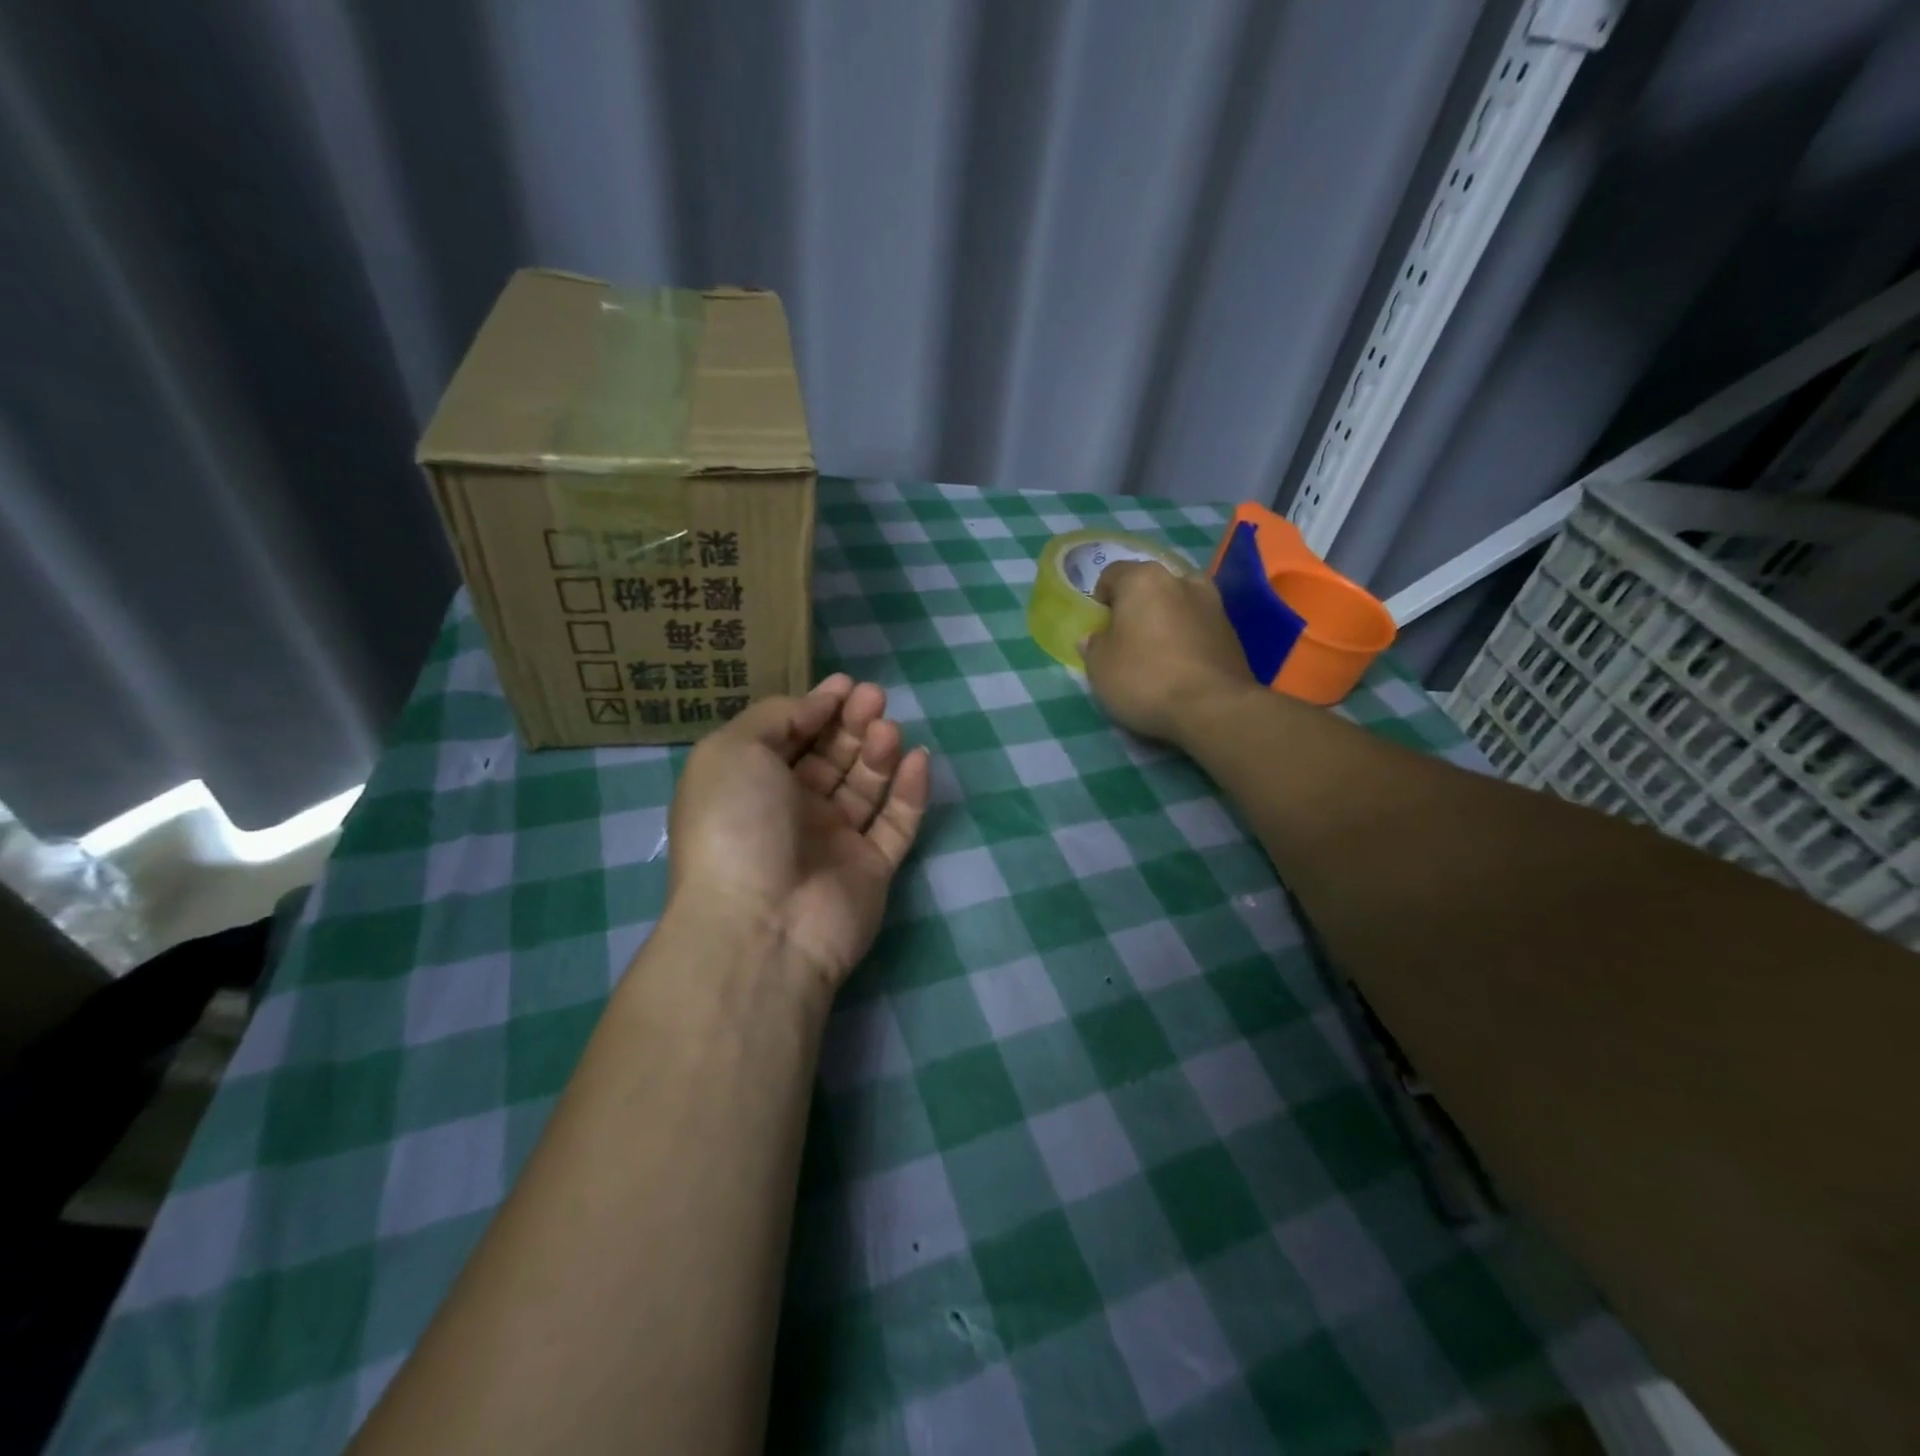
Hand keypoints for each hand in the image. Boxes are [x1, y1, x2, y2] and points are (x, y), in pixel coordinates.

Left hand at [665, 674, 930, 991]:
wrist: (761, 924)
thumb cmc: (736, 824)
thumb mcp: (732, 750)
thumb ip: (776, 716)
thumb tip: (818, 704)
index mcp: (752, 785)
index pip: (789, 737)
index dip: (817, 707)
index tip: (845, 684)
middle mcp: (792, 812)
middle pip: (830, 757)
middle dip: (852, 723)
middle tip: (874, 698)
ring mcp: (834, 842)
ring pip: (865, 786)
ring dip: (878, 752)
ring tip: (888, 729)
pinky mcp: (872, 868)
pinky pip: (896, 823)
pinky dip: (910, 792)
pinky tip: (918, 759)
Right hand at [1080, 560, 1259, 745]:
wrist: (1213, 708)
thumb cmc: (1145, 679)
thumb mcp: (1099, 667)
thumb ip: (1094, 646)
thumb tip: (1096, 638)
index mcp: (1143, 579)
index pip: (1112, 574)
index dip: (1100, 599)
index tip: (1099, 627)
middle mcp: (1181, 580)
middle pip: (1150, 586)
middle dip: (1137, 606)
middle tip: (1127, 638)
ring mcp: (1213, 604)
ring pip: (1179, 603)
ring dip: (1166, 619)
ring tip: (1157, 651)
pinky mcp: (1232, 632)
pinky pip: (1199, 626)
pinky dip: (1187, 637)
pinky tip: (1181, 666)